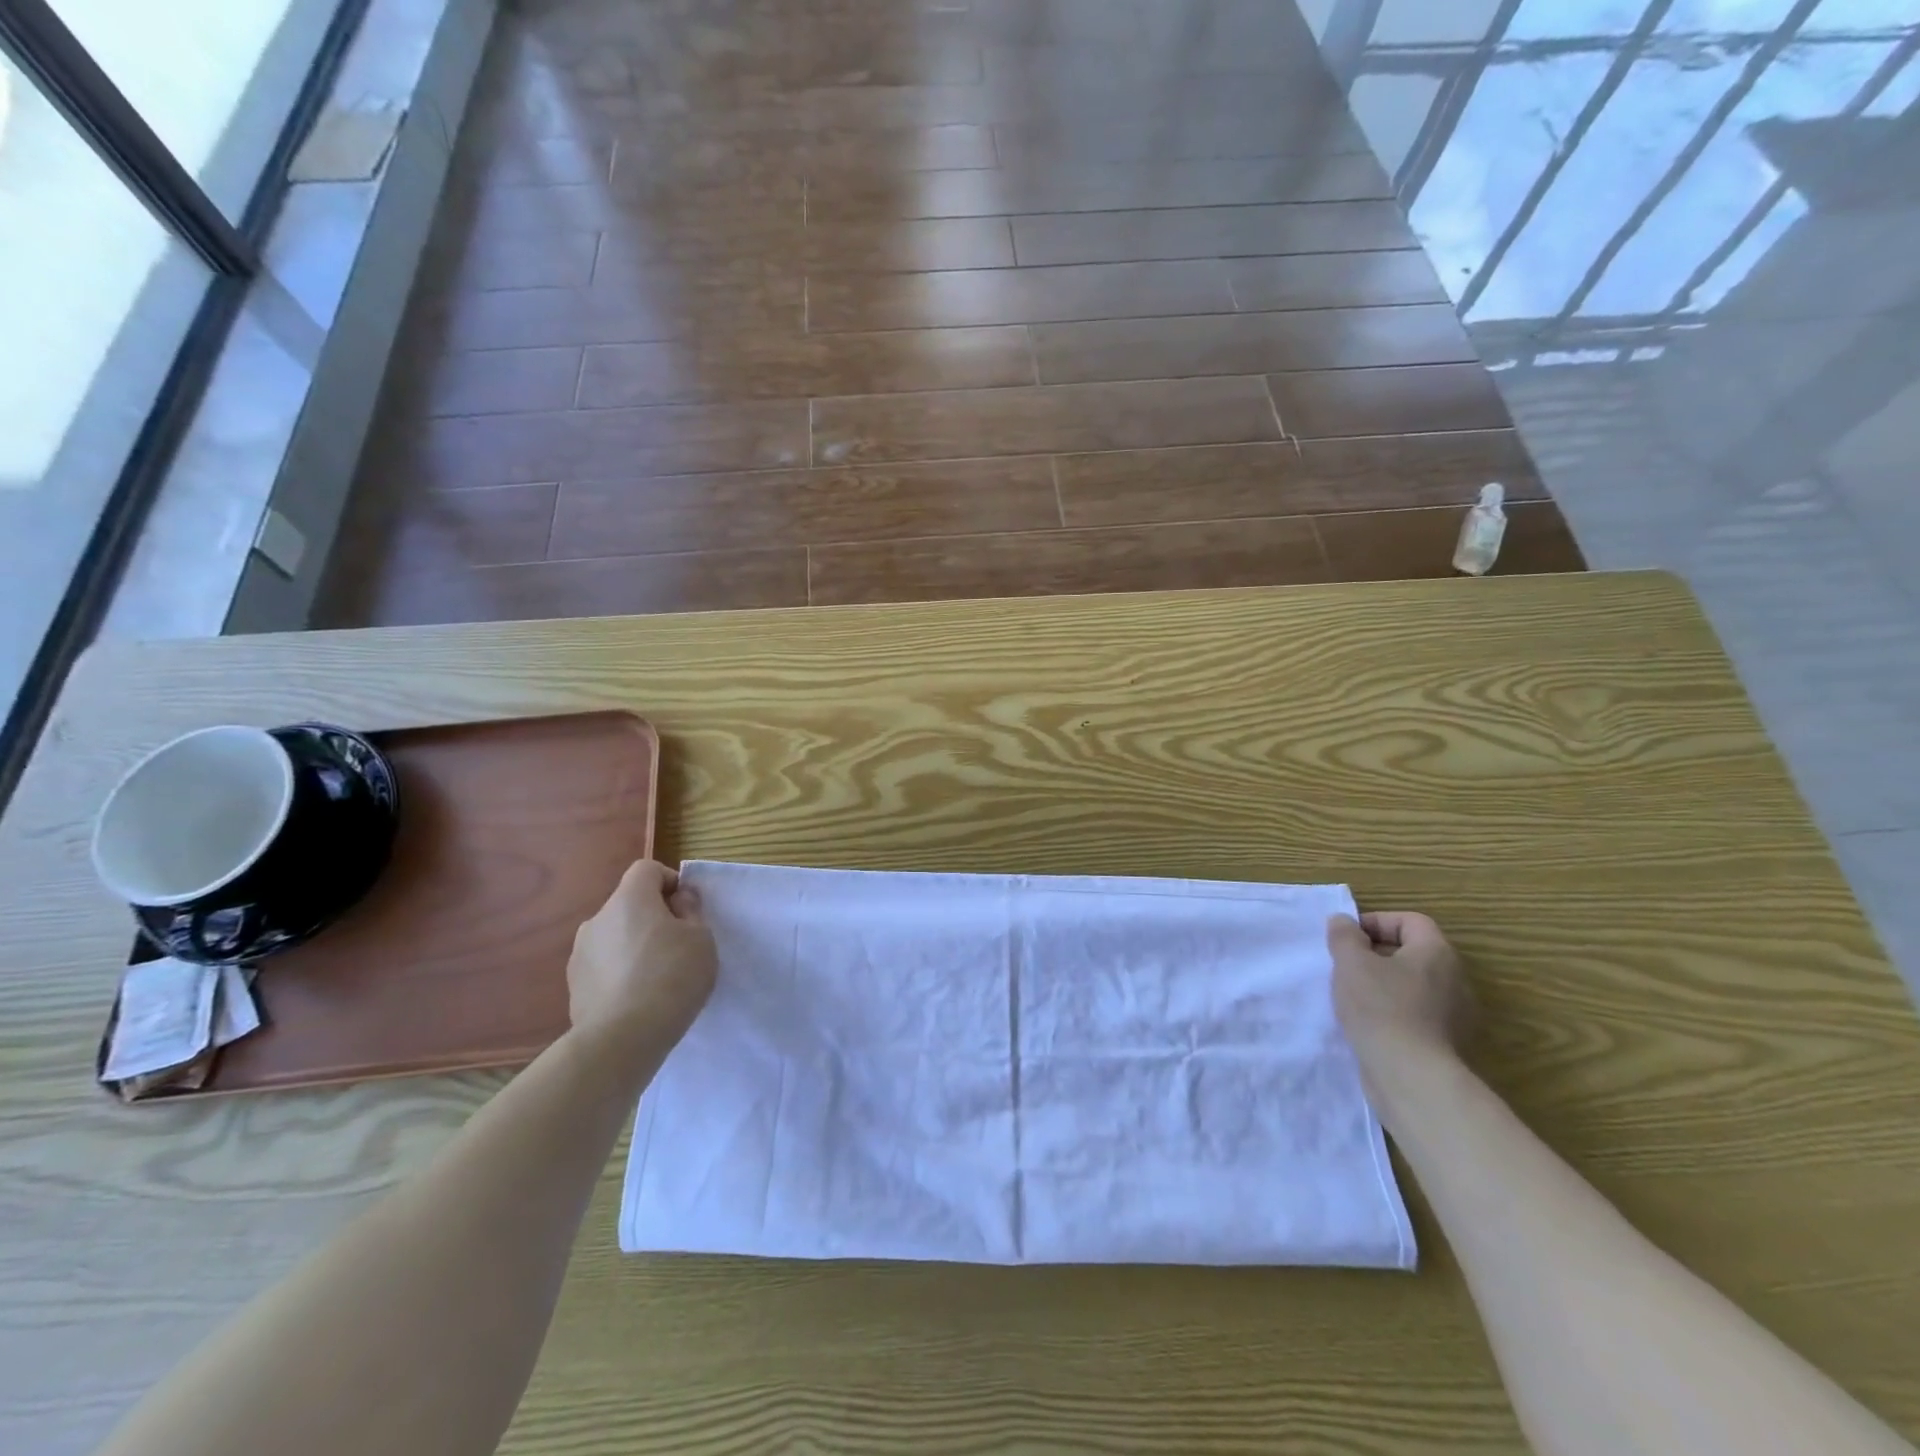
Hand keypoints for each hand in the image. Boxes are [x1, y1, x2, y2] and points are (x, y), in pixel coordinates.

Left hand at [568, 861, 716, 1053]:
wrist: (622, 1038)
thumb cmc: (672, 976)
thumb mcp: (701, 938)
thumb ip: (691, 911)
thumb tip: (677, 900)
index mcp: (629, 899)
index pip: (646, 870)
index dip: (669, 881)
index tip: (686, 908)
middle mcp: (598, 919)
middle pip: (629, 904)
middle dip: (652, 917)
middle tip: (677, 945)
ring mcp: (580, 953)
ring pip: (614, 936)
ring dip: (633, 945)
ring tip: (655, 977)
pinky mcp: (573, 986)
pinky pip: (603, 966)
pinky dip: (619, 972)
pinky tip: (636, 998)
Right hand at [1327, 911, 1473, 1066]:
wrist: (1411, 1077)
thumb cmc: (1380, 1008)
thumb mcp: (1351, 962)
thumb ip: (1344, 936)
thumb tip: (1343, 921)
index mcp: (1436, 953)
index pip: (1410, 921)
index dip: (1376, 922)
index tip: (1348, 939)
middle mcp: (1454, 979)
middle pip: (1412, 952)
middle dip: (1375, 954)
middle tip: (1345, 965)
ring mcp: (1454, 1014)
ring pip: (1412, 984)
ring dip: (1382, 984)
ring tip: (1352, 995)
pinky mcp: (1445, 1043)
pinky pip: (1415, 1013)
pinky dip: (1392, 1011)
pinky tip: (1368, 1024)